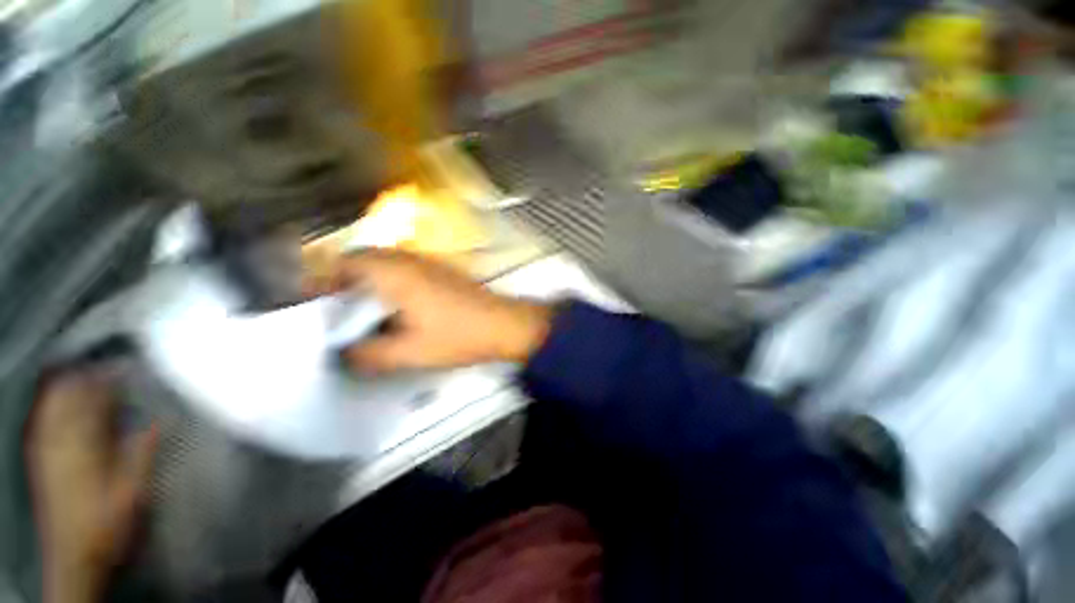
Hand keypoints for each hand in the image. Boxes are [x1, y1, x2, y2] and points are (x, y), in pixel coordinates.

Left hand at [25, 370, 156, 602]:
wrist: (74, 557)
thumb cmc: (108, 523)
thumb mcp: (133, 492)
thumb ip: (143, 452)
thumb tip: (160, 418)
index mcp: (82, 445)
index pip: (93, 399)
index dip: (110, 379)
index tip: (130, 367)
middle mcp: (58, 440)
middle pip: (67, 395)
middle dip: (87, 377)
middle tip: (112, 369)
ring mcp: (44, 449)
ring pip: (51, 404)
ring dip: (70, 387)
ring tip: (91, 378)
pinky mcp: (39, 459)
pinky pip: (42, 420)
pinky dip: (54, 404)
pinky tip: (64, 402)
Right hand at [333, 250, 552, 372]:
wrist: (504, 325)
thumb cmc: (458, 335)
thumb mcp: (408, 352)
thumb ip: (368, 355)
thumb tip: (343, 353)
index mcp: (395, 272)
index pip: (345, 262)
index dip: (323, 279)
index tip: (313, 303)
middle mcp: (409, 260)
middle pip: (363, 261)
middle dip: (344, 283)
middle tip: (335, 312)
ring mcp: (428, 264)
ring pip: (385, 265)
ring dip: (367, 284)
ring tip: (359, 314)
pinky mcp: (442, 272)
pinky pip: (404, 271)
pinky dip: (389, 285)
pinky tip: (393, 310)